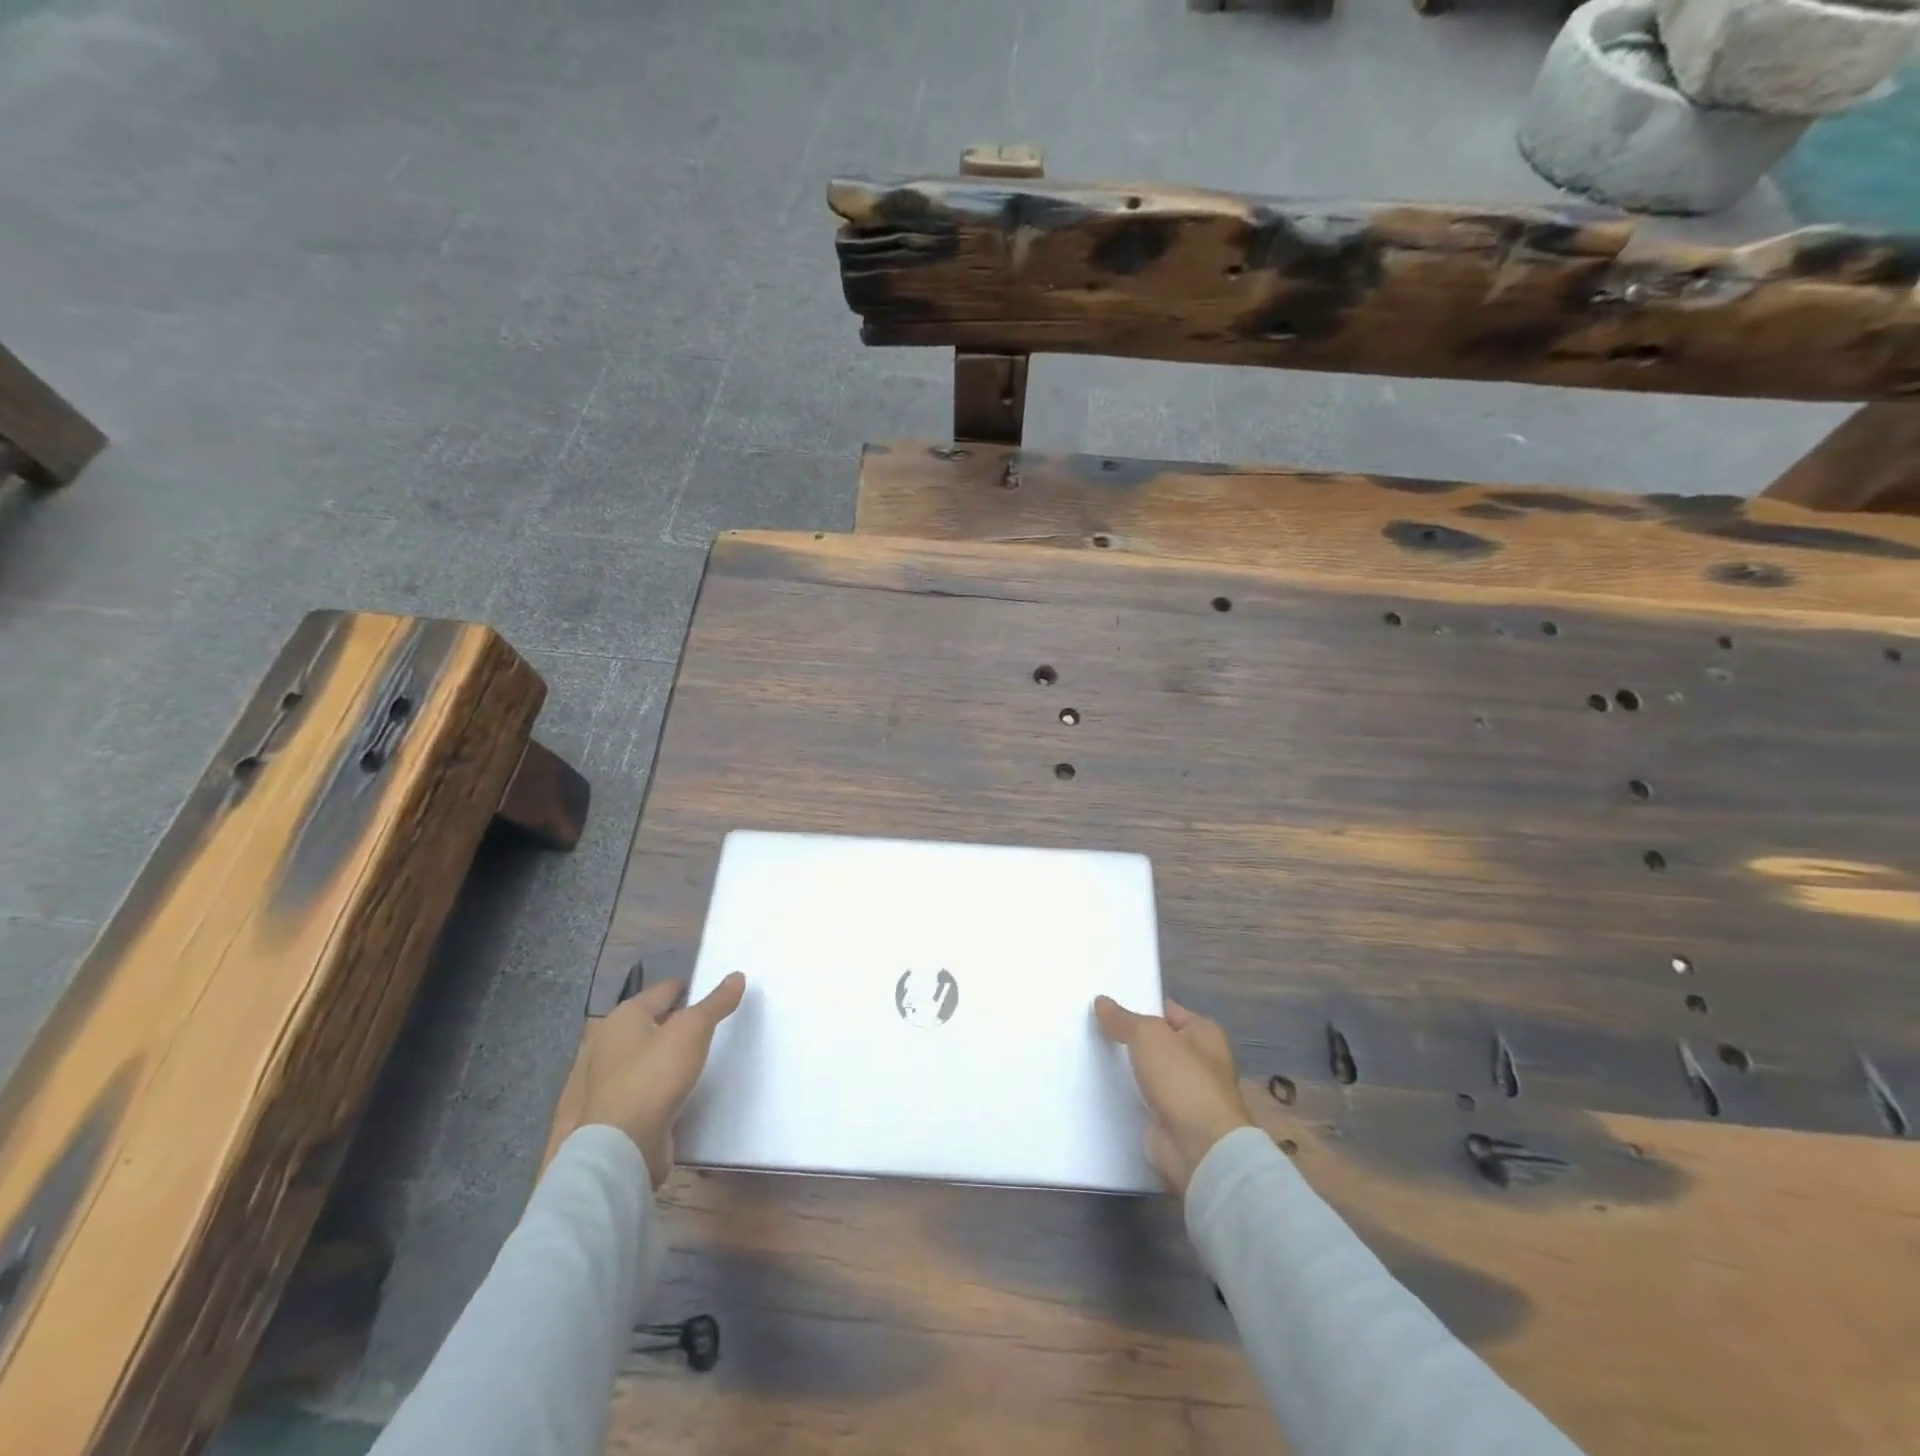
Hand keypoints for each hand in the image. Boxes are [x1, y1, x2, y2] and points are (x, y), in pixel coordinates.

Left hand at [573, 972, 746, 1186]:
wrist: (621, 1146)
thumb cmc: (654, 1076)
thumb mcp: (693, 1030)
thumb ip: (716, 1002)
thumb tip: (737, 975)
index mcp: (624, 1017)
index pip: (664, 990)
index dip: (691, 989)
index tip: (716, 996)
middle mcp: (610, 1042)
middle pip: (654, 1021)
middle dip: (680, 1021)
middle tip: (713, 1025)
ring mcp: (609, 1078)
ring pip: (649, 1053)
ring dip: (671, 1053)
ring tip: (702, 1054)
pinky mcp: (617, 1108)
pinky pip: (647, 1083)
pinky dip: (664, 1080)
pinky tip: (684, 1085)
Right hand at [1094, 995, 1252, 1196]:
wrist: (1198, 1148)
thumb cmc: (1183, 1079)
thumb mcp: (1148, 1035)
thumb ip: (1123, 1019)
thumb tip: (1101, 1001)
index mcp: (1204, 1034)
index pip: (1169, 1012)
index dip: (1142, 1006)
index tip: (1108, 1003)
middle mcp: (1198, 1062)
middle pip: (1156, 1043)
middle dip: (1129, 1038)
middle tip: (1091, 1026)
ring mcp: (1183, 1094)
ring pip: (1146, 1072)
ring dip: (1125, 1068)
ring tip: (1087, 1053)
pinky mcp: (1168, 1120)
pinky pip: (1140, 1099)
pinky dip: (1124, 1095)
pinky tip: (1096, 1086)